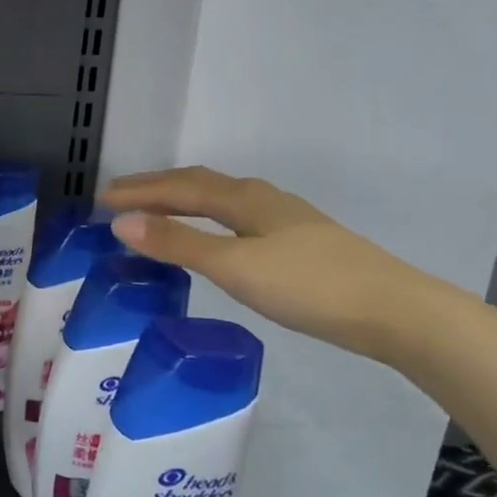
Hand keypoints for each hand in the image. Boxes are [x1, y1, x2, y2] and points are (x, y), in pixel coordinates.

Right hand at [99, 167, 447, 361]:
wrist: (395, 312)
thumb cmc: (309, 286)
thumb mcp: (235, 266)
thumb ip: (179, 244)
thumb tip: (121, 222)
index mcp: (244, 200)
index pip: (179, 187)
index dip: (139, 191)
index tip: (101, 199)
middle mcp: (263, 200)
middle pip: (200, 184)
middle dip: (157, 188)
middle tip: (119, 196)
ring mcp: (286, 220)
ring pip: (222, 200)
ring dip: (183, 200)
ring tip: (157, 210)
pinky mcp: (300, 243)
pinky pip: (237, 218)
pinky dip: (208, 218)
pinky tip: (217, 236)